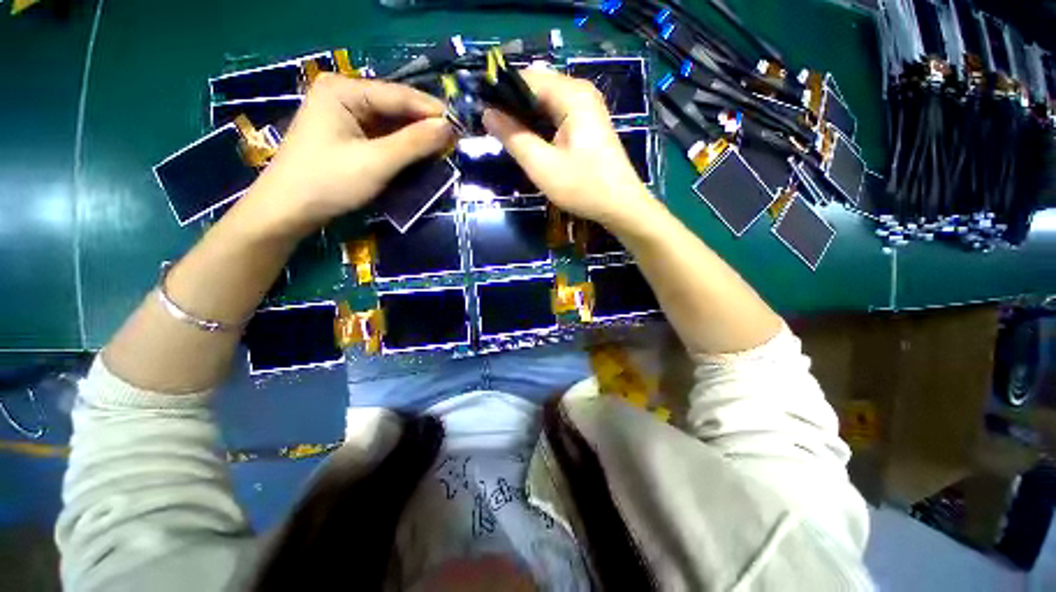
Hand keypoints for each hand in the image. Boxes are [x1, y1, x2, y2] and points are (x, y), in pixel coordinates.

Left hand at [241, 73, 453, 238]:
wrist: (288, 209)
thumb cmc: (328, 182)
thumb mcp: (376, 162)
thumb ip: (414, 143)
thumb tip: (449, 127)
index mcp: (344, 90)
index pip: (400, 96)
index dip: (432, 112)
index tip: (461, 128)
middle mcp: (344, 94)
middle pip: (396, 107)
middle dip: (424, 126)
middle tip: (454, 143)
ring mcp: (345, 115)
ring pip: (392, 123)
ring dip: (416, 138)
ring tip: (442, 150)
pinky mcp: (348, 134)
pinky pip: (383, 135)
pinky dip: (402, 146)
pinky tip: (419, 155)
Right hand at [482, 69, 655, 231]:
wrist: (621, 206)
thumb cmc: (583, 187)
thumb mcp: (542, 166)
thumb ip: (513, 137)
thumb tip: (487, 113)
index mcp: (571, 94)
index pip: (526, 78)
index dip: (500, 92)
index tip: (481, 112)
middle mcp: (581, 92)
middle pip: (536, 87)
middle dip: (512, 106)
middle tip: (494, 131)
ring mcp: (587, 107)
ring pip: (545, 102)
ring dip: (525, 117)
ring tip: (507, 138)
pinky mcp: (588, 123)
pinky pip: (557, 114)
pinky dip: (540, 125)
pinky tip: (530, 142)